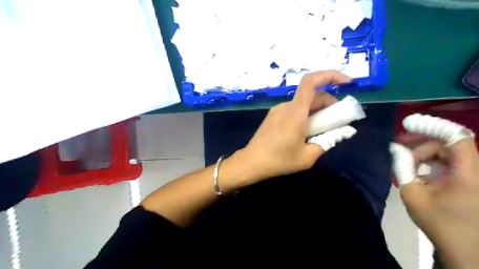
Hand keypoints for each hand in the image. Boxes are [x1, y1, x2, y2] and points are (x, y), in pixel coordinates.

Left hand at [239, 71, 350, 182]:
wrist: (252, 162)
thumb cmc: (279, 160)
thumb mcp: (308, 156)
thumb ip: (328, 142)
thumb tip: (345, 132)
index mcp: (296, 112)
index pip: (311, 82)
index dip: (330, 75)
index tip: (347, 82)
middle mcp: (286, 106)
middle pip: (312, 95)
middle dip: (329, 103)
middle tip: (337, 121)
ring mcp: (278, 110)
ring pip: (303, 103)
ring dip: (317, 110)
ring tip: (321, 129)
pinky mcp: (273, 116)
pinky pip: (293, 109)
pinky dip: (305, 114)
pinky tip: (305, 131)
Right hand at [400, 136, 478, 267]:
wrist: (466, 250)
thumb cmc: (439, 222)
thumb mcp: (412, 194)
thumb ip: (402, 168)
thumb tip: (395, 149)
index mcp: (468, 173)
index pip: (456, 137)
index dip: (432, 126)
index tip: (409, 124)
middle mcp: (475, 170)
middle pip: (448, 144)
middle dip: (422, 145)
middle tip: (399, 149)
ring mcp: (475, 176)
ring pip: (449, 154)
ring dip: (426, 155)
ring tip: (407, 165)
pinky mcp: (472, 182)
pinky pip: (452, 164)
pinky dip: (433, 164)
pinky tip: (420, 174)